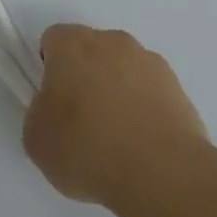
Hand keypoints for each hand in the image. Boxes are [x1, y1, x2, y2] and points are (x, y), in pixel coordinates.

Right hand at [23, 24, 210, 204]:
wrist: (163, 175)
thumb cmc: (86, 148)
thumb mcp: (36, 138)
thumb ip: (39, 113)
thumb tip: (55, 112)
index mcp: (72, 44)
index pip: (53, 41)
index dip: (49, 70)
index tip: (52, 103)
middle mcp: (113, 42)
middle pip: (91, 51)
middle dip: (84, 77)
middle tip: (80, 122)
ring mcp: (151, 63)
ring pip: (123, 70)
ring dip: (117, 92)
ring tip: (116, 140)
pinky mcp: (180, 90)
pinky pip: (151, 93)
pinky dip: (144, 111)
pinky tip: (141, 147)